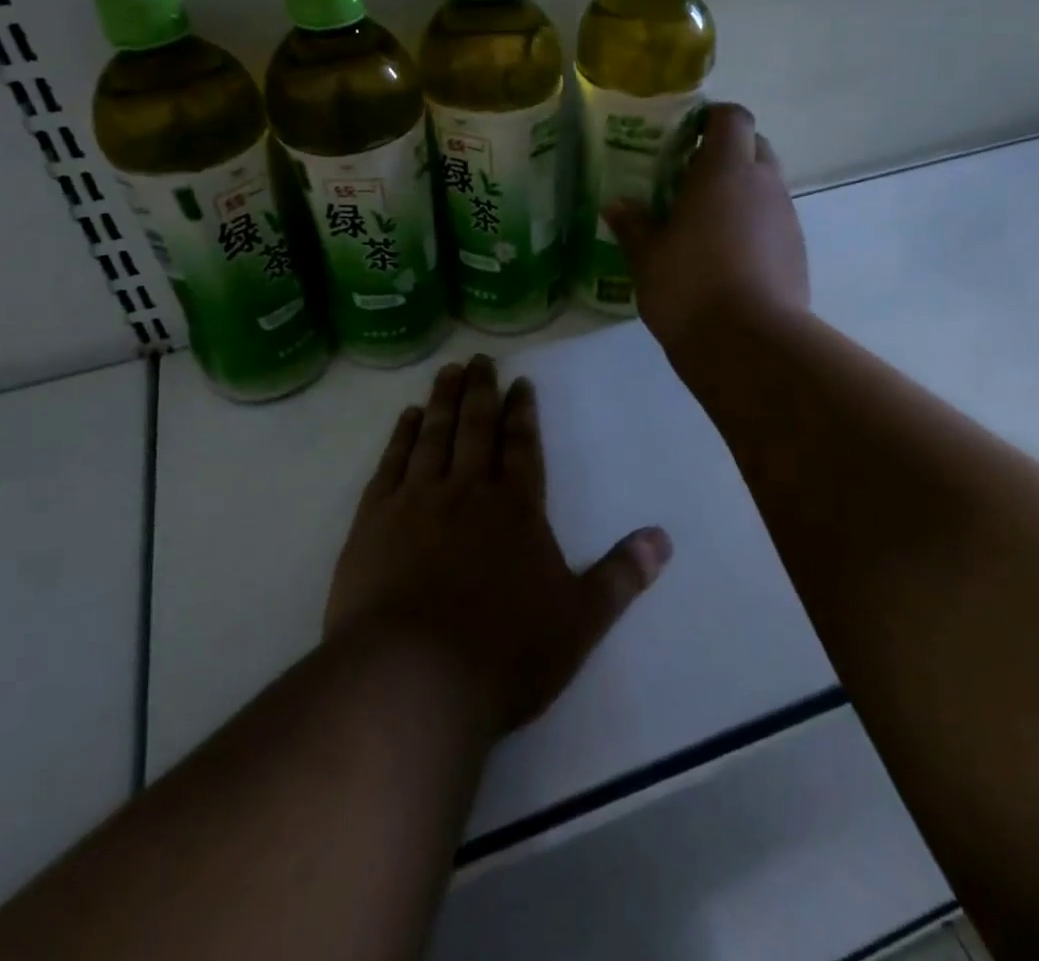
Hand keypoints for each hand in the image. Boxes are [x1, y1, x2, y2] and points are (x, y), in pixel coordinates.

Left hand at [325, 355, 671, 733]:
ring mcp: (417, 500)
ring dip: (443, 400)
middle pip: (477, 427)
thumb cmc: (504, 654)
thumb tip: (663, 538)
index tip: (519, 382)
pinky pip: (392, 462)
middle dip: (481, 391)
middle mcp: (468, 490)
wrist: (411, 679)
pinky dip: (401, 435)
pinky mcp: (374, 519)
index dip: (523, 412)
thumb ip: (620, 577)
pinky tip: (407, 418)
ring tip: (448, 372)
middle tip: (479, 359)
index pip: (523, 446)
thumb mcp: (578, 622)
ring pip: (435, 435)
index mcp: (517, 509)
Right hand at [605, 103, 809, 355]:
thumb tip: (617, 205)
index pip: (731, 117)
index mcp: (725, 170)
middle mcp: (764, 184)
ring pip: (765, 185)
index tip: (684, 137)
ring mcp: (786, 218)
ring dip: (739, 192)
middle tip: (688, 181)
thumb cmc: (689, 286)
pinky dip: (751, 225)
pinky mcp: (796, 251)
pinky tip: (725, 257)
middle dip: (725, 154)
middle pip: (753, 146)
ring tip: (703, 223)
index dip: (711, 119)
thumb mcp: (646, 256)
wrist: (749, 345)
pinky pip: (772, 221)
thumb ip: (632, 224)